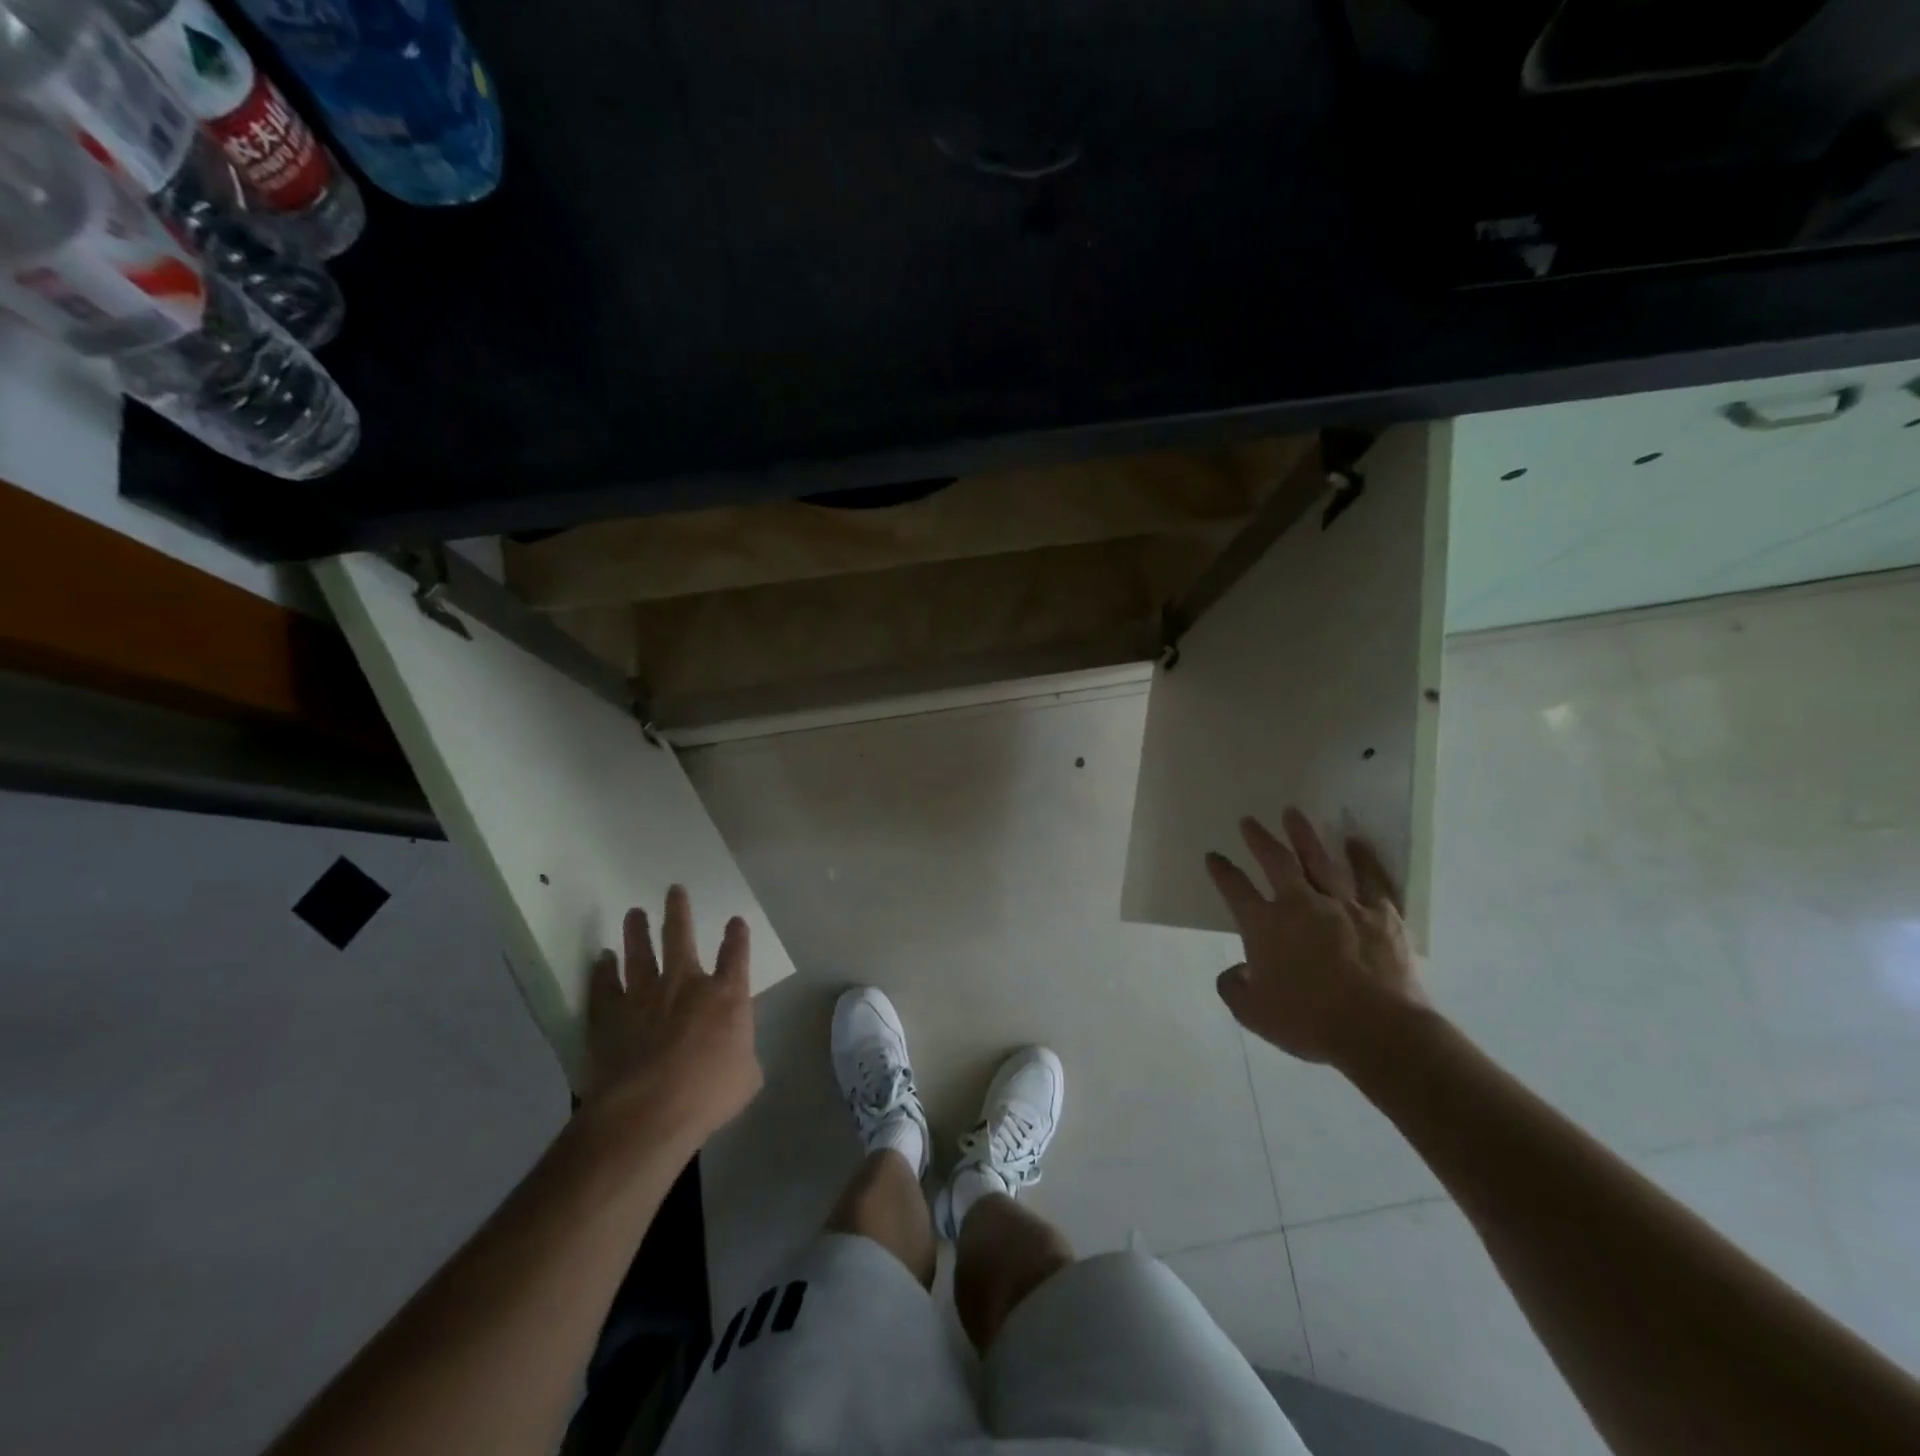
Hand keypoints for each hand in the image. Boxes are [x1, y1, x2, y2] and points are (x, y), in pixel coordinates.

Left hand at [580, 885, 762, 1150]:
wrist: (648, 1111)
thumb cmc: (708, 1094)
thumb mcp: (747, 1075)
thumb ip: (742, 1053)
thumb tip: (735, 1051)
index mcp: (726, 995)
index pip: (736, 955)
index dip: (737, 936)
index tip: (735, 921)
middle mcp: (686, 984)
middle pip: (680, 937)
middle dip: (679, 911)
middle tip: (674, 890)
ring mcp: (644, 996)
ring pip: (640, 953)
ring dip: (637, 931)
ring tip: (634, 913)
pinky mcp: (610, 1015)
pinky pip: (605, 985)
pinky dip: (602, 971)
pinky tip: (601, 959)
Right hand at [1206, 807, 1426, 1067]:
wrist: (1378, 1031)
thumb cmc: (1309, 1022)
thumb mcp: (1254, 1013)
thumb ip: (1234, 987)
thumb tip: (1235, 972)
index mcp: (1265, 926)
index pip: (1235, 889)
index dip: (1222, 871)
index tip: (1214, 856)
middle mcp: (1300, 905)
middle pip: (1276, 862)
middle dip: (1259, 840)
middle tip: (1249, 821)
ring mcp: (1343, 906)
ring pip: (1319, 861)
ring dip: (1304, 836)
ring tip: (1292, 813)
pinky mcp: (1381, 915)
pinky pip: (1370, 879)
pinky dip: (1362, 858)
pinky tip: (1354, 841)